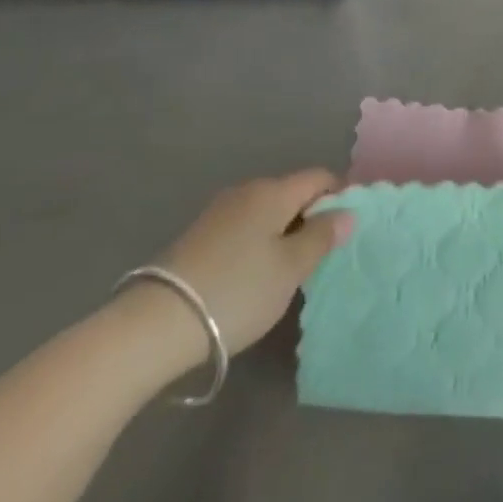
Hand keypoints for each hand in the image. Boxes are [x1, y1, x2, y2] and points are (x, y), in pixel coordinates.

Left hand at [117, 171, 354, 378]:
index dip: (339, 196)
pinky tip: (254, 276)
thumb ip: (322, 237)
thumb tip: (347, 212)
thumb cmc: (237, 290)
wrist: (155, 324)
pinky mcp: (198, 236)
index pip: (319, 177)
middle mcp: (246, 191)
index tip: (347, 229)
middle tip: (320, 257)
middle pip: (291, 193)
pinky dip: (258, 243)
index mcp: (273, 191)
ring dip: (283, 232)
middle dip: (310, 217)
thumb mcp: (290, 269)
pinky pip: (244, 228)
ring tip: (288, 270)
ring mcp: (218, 212)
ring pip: (266, 212)